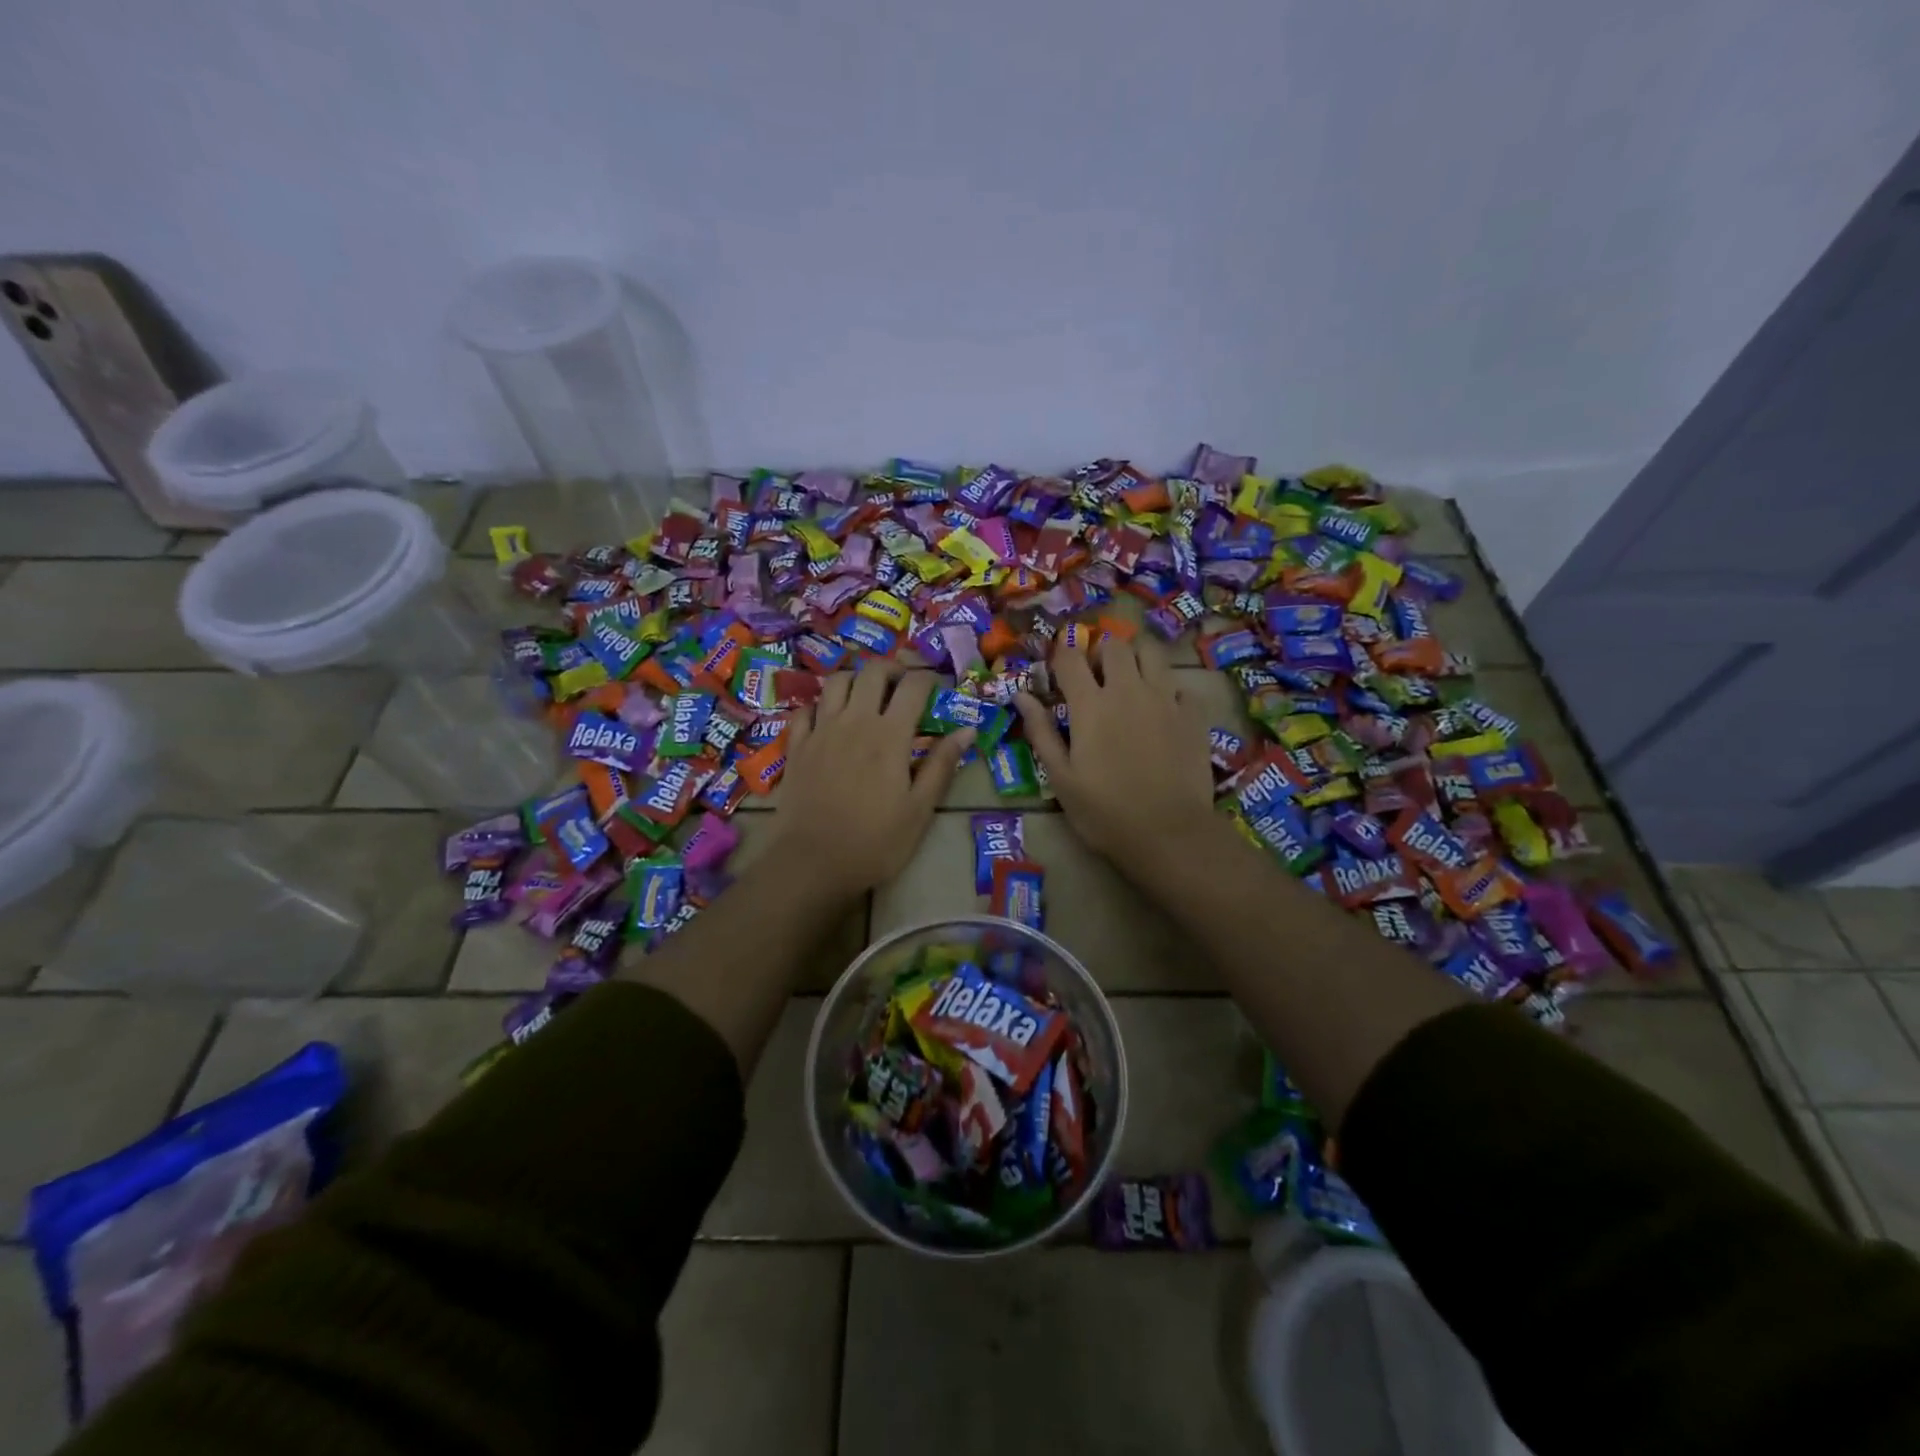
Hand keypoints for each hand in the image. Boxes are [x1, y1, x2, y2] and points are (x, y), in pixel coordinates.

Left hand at [771, 663, 972, 897]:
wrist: (812, 863)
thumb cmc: (875, 841)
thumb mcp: (920, 809)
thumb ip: (942, 765)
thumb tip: (967, 730)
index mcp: (889, 735)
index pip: (913, 686)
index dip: (929, 678)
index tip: (938, 687)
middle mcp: (854, 721)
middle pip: (872, 672)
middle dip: (893, 669)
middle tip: (904, 685)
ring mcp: (821, 730)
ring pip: (836, 681)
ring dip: (856, 679)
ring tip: (867, 695)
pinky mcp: (797, 746)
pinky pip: (806, 709)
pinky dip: (821, 705)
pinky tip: (829, 719)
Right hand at [1016, 638, 1215, 880]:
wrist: (1169, 833)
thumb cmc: (1104, 812)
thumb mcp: (1061, 778)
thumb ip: (1041, 732)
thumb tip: (1021, 696)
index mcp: (1090, 705)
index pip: (1070, 657)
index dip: (1061, 655)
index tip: (1058, 669)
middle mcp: (1128, 690)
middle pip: (1115, 645)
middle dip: (1101, 653)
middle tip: (1096, 676)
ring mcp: (1165, 699)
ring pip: (1152, 652)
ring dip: (1136, 658)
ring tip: (1130, 681)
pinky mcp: (1193, 715)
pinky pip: (1180, 685)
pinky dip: (1168, 689)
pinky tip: (1162, 710)